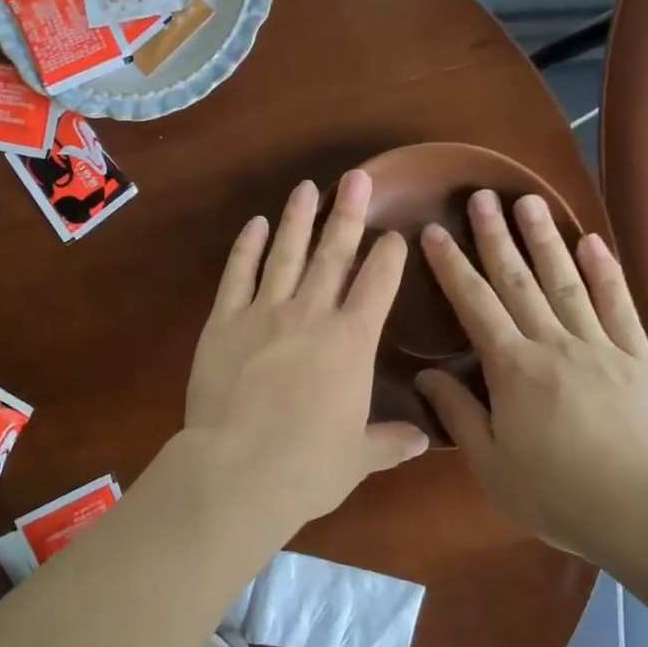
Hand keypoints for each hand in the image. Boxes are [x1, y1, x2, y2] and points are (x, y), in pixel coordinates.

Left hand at [183, 170, 429, 532]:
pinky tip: (254, 224)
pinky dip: (246, 247)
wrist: (237, 469)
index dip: (389, 256)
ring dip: (298, 219)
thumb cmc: (306, 467)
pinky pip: (238, 274)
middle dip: (348, 213)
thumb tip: (424, 439)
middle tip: (357, 177)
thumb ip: (391, 442)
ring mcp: (263, 312)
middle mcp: (311, 314)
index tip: (394, 234)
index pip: (378, 285)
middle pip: (334, 254)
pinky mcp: (223, 321)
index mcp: (351, 342)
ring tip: (307, 187)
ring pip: (286, 254)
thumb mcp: (359, 458)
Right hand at [416, 190, 647, 561]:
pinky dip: (605, 272)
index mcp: (513, 368)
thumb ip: (458, 414)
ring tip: (529, 202)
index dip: (451, 265)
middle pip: (518, 280)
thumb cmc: (557, 494)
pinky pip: (619, 305)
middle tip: (482, 196)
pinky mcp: (638, 358)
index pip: (473, 305)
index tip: (434, 231)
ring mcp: (600, 346)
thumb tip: (426, 376)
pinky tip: (593, 242)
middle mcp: (554, 344)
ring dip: (545, 239)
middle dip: (495, 236)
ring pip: (566, 282)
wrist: (646, 515)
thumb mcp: (491, 463)